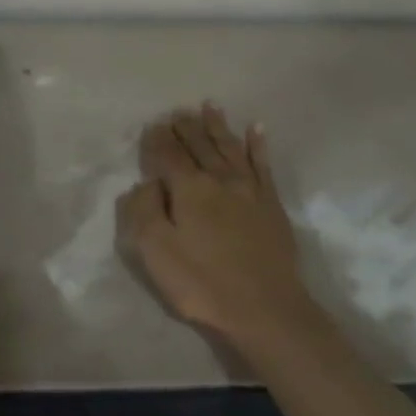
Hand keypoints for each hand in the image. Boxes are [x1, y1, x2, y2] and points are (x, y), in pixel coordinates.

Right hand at [116, 104, 314, 348]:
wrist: (265, 309)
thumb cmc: (203, 283)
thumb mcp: (156, 252)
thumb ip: (144, 211)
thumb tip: (145, 182)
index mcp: (189, 189)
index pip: (169, 155)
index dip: (158, 140)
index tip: (152, 125)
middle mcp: (219, 179)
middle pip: (199, 145)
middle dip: (186, 127)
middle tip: (177, 112)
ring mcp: (249, 189)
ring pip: (229, 147)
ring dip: (217, 126)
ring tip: (209, 106)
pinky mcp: (271, 203)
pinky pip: (262, 164)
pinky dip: (257, 145)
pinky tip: (256, 129)